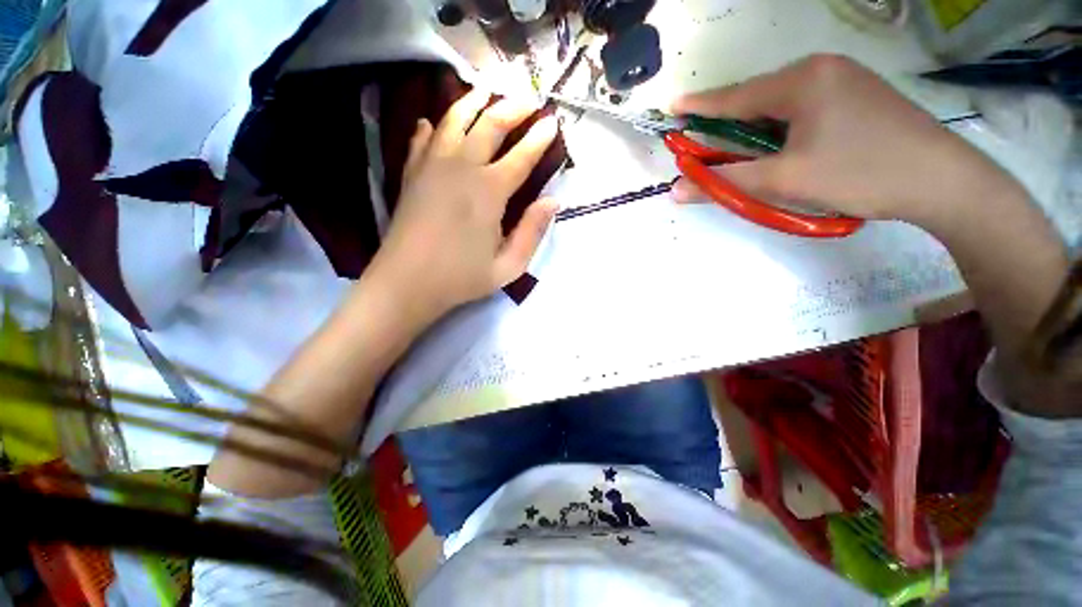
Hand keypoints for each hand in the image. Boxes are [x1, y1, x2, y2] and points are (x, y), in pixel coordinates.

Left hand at [369, 90, 558, 325]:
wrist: (406, 284)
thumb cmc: (461, 278)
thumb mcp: (508, 266)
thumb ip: (532, 232)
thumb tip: (552, 201)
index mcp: (489, 192)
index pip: (521, 156)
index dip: (539, 138)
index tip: (552, 123)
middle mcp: (462, 168)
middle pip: (490, 126)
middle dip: (512, 108)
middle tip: (529, 98)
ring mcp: (432, 167)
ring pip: (454, 121)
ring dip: (473, 102)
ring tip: (486, 90)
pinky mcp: (412, 174)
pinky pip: (422, 139)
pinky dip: (431, 126)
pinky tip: (433, 120)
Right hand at [672, 54, 1015, 230]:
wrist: (942, 180)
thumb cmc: (859, 174)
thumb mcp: (783, 181)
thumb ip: (724, 183)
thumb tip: (676, 189)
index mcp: (801, 80)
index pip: (735, 95)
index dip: (700, 105)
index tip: (672, 106)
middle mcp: (821, 68)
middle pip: (759, 97)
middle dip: (729, 122)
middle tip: (707, 143)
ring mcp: (845, 77)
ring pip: (782, 103)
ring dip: (757, 127)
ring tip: (745, 152)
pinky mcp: (859, 94)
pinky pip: (805, 106)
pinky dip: (783, 126)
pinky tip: (785, 145)